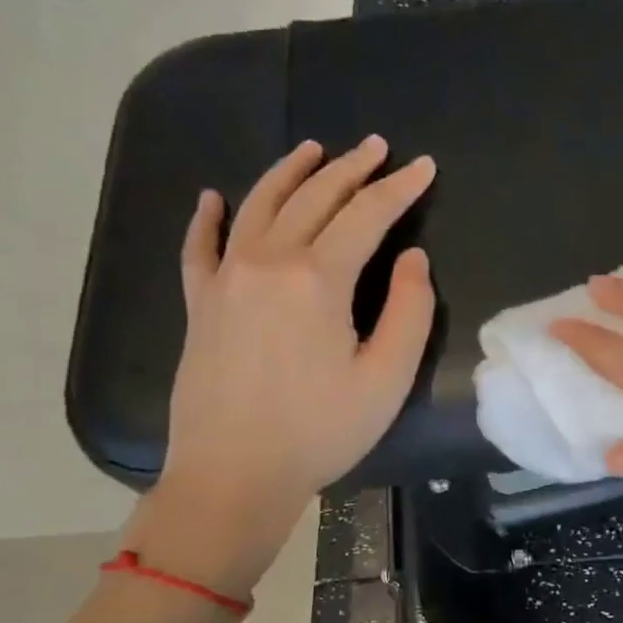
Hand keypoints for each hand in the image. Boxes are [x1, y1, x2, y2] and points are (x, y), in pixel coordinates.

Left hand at [128, 137, 436, 597]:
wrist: (232, 475)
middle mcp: (268, 261)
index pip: (367, 215)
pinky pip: (200, 246)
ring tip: (313, 150)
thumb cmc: (318, 432)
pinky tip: (213, 198)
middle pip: (314, 198)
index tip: (423, 166)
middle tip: (376, 146)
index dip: (399, 188)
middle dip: (351, 168)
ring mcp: (226, 278)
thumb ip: (409, 311)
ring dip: (290, 173)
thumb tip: (411, 258)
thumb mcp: (386, 379)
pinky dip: (208, 217)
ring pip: (259, 205)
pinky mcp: (200, 303)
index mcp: (318, 279)